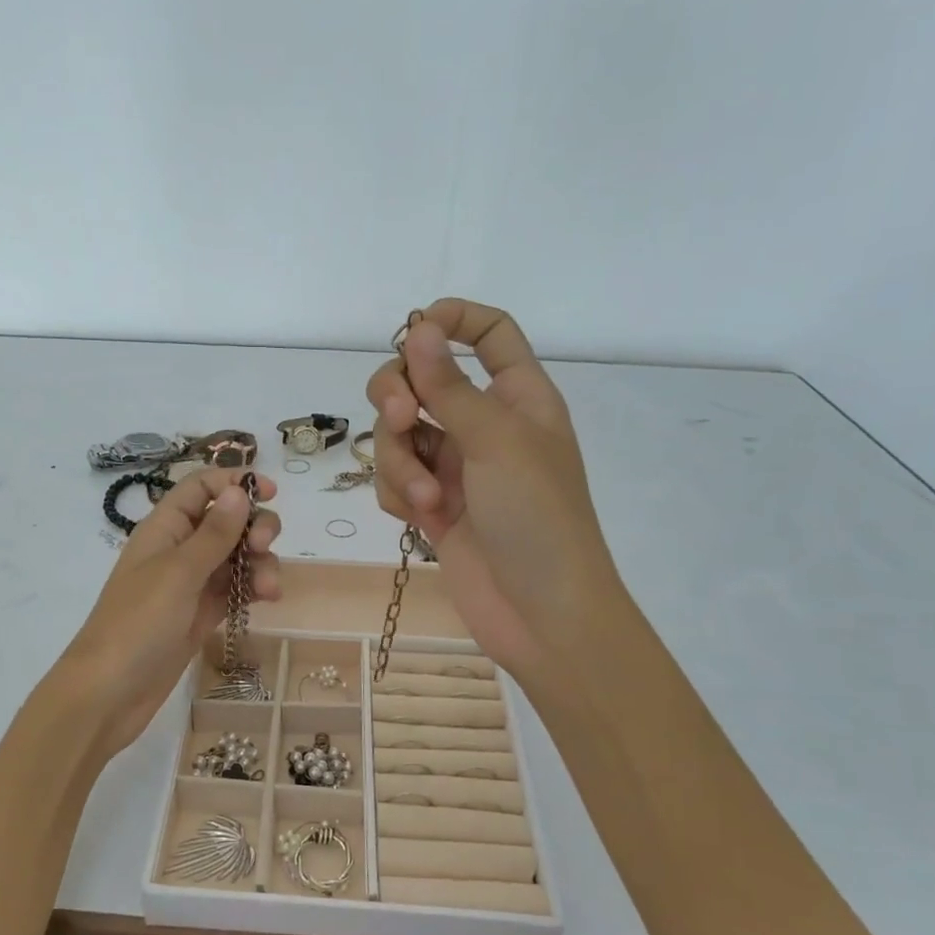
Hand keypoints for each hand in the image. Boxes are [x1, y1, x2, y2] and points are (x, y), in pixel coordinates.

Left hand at [57, 468, 280, 759]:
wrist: (110, 693)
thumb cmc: (138, 623)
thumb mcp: (179, 572)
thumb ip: (214, 533)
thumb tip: (239, 490)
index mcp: (164, 528)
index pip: (201, 488)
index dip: (234, 483)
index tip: (271, 493)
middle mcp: (179, 549)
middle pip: (227, 520)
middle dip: (254, 526)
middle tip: (264, 545)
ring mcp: (191, 584)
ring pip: (236, 556)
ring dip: (259, 563)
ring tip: (269, 589)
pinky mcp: (202, 614)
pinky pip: (235, 588)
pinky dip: (253, 587)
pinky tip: (267, 598)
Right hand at [367, 298, 618, 692]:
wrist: (541, 614)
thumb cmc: (537, 517)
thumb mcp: (496, 441)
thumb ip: (449, 385)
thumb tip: (417, 325)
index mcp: (518, 396)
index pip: (489, 333)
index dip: (452, 320)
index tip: (413, 333)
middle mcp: (483, 424)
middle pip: (421, 378)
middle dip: (397, 396)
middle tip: (400, 418)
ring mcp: (455, 466)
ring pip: (397, 434)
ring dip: (399, 462)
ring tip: (426, 499)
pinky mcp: (431, 505)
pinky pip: (394, 478)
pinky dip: (398, 493)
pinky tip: (420, 518)